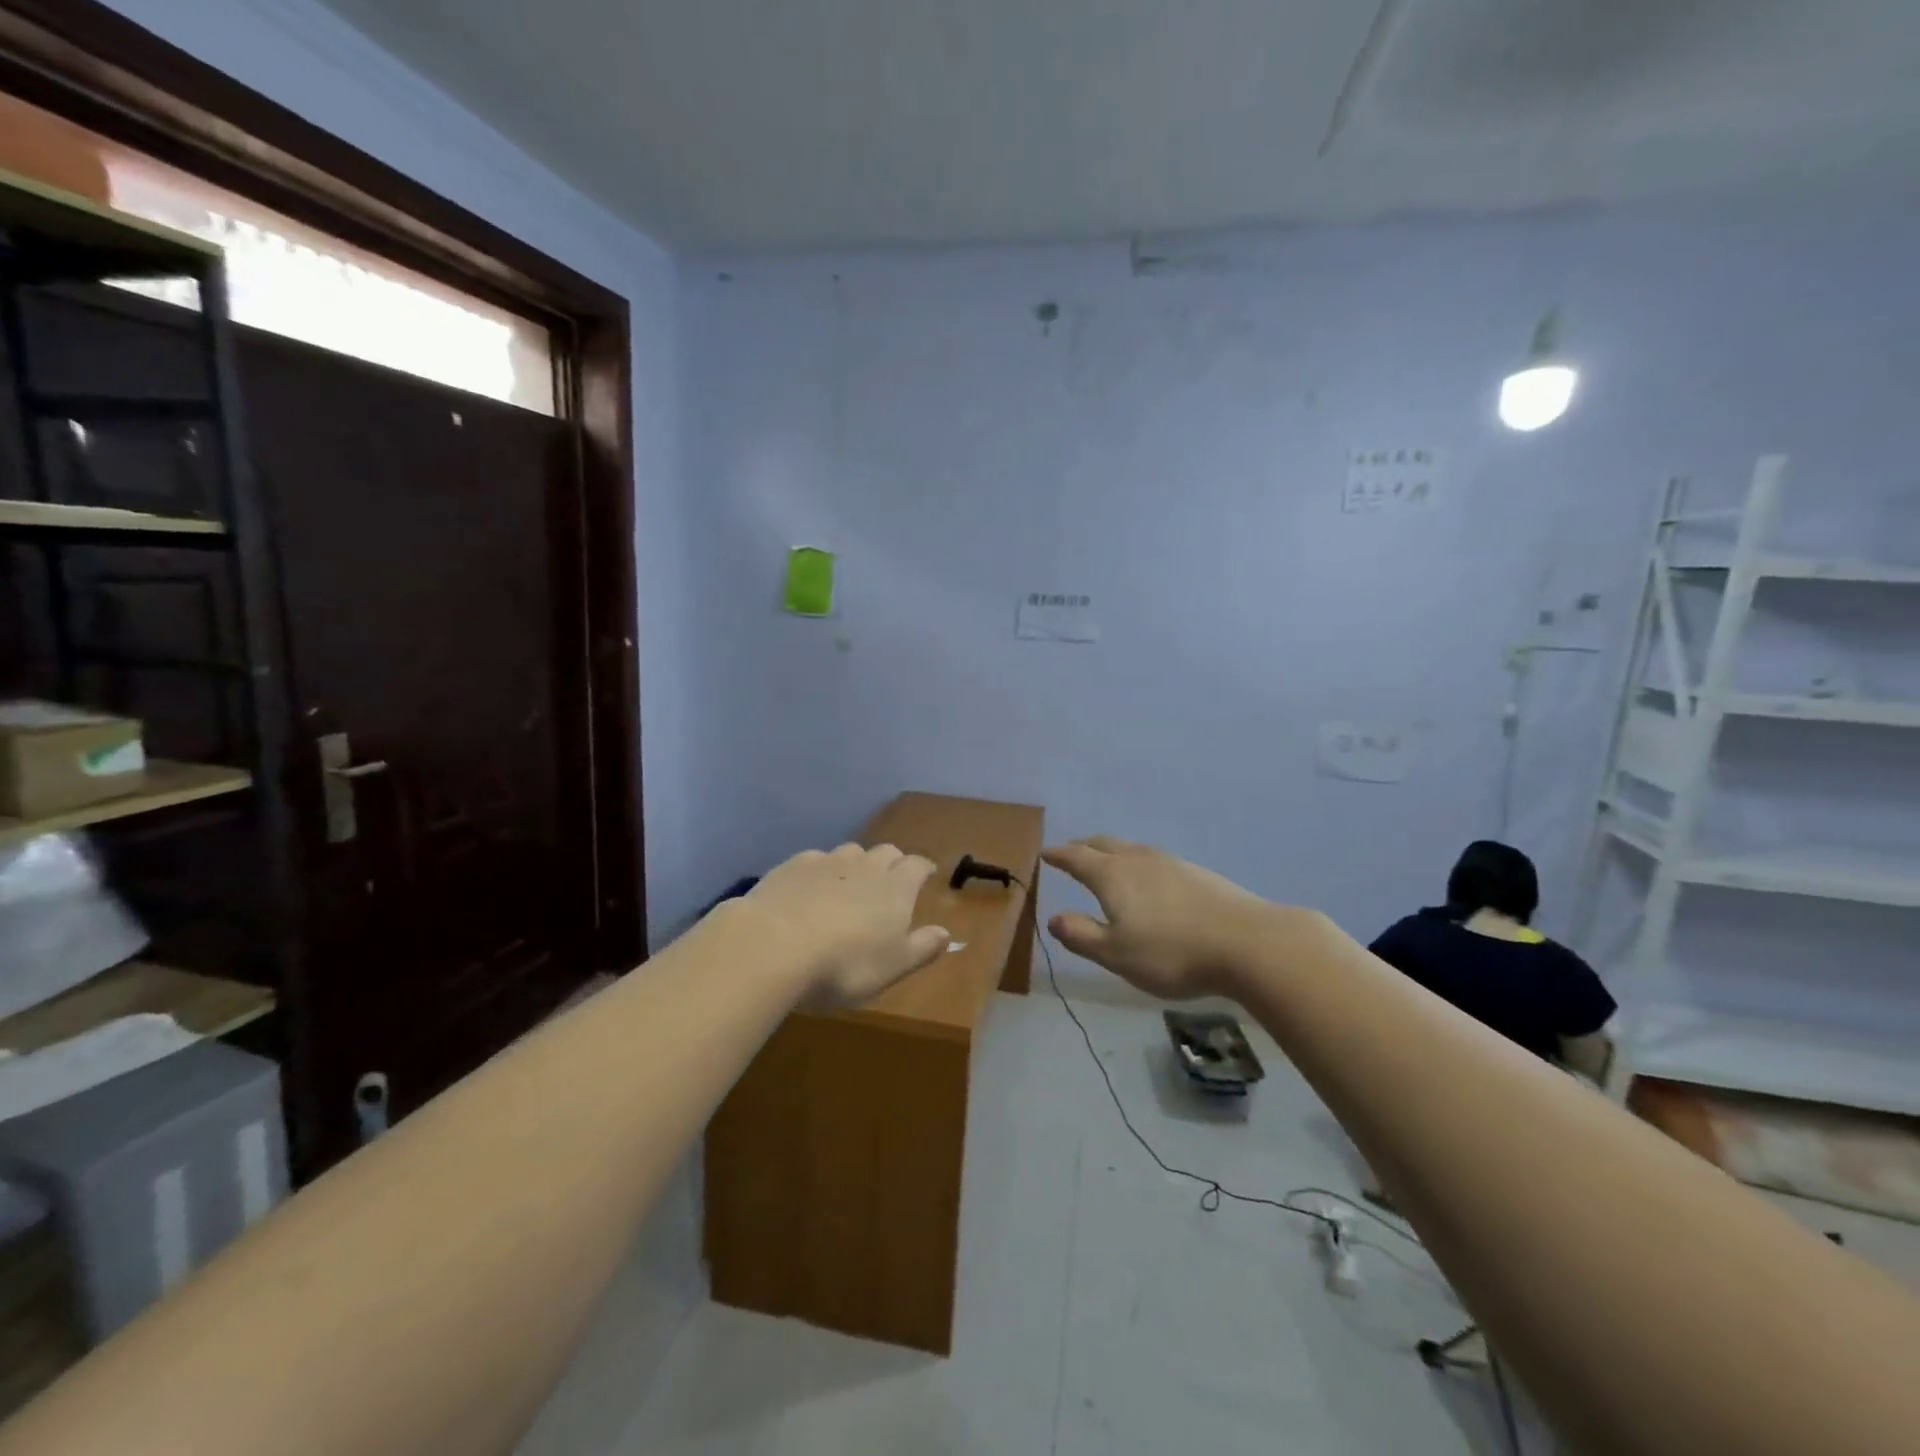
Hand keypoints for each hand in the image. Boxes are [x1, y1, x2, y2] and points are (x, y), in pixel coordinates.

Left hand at [739, 843, 950, 1006]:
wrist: (773, 945)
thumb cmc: (845, 964)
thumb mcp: (893, 967)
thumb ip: (922, 948)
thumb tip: (946, 933)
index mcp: (896, 887)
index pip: (917, 866)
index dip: (923, 870)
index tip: (926, 875)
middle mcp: (865, 865)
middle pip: (886, 852)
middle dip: (892, 863)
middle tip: (889, 883)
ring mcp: (826, 861)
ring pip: (850, 852)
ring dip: (856, 865)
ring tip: (849, 887)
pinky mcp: (792, 866)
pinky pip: (815, 860)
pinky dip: (820, 872)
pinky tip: (809, 891)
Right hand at [1042, 836, 1281, 1000]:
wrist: (1247, 943)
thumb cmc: (1172, 953)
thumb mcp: (1116, 955)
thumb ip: (1081, 935)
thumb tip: (1053, 918)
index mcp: (1112, 876)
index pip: (1076, 858)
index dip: (1058, 855)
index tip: (1045, 852)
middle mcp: (1138, 860)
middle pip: (1103, 844)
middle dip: (1083, 847)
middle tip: (1071, 852)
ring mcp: (1171, 863)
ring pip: (1131, 849)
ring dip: (1112, 852)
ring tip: (1107, 863)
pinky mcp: (1197, 873)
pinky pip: (1154, 859)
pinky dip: (1138, 863)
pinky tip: (1149, 881)